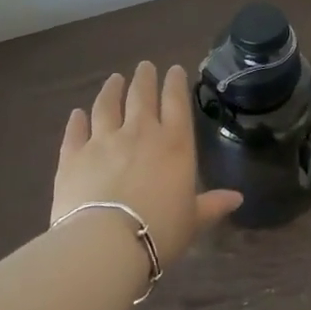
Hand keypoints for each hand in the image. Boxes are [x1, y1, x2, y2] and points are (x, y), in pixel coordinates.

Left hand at [53, 62, 241, 264]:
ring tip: (114, 79)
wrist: (105, 243)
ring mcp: (103, 141)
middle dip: (144, 78)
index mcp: (174, 143)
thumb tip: (238, 198)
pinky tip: (77, 113)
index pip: (176, 102)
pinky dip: (76, 121)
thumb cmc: (160, 230)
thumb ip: (212, 205)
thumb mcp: (193, 220)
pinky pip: (75, 132)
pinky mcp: (72, 156)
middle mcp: (140, 132)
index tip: (174, 68)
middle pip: (141, 96)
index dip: (176, 83)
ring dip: (111, 90)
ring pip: (107, 106)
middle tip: (144, 66)